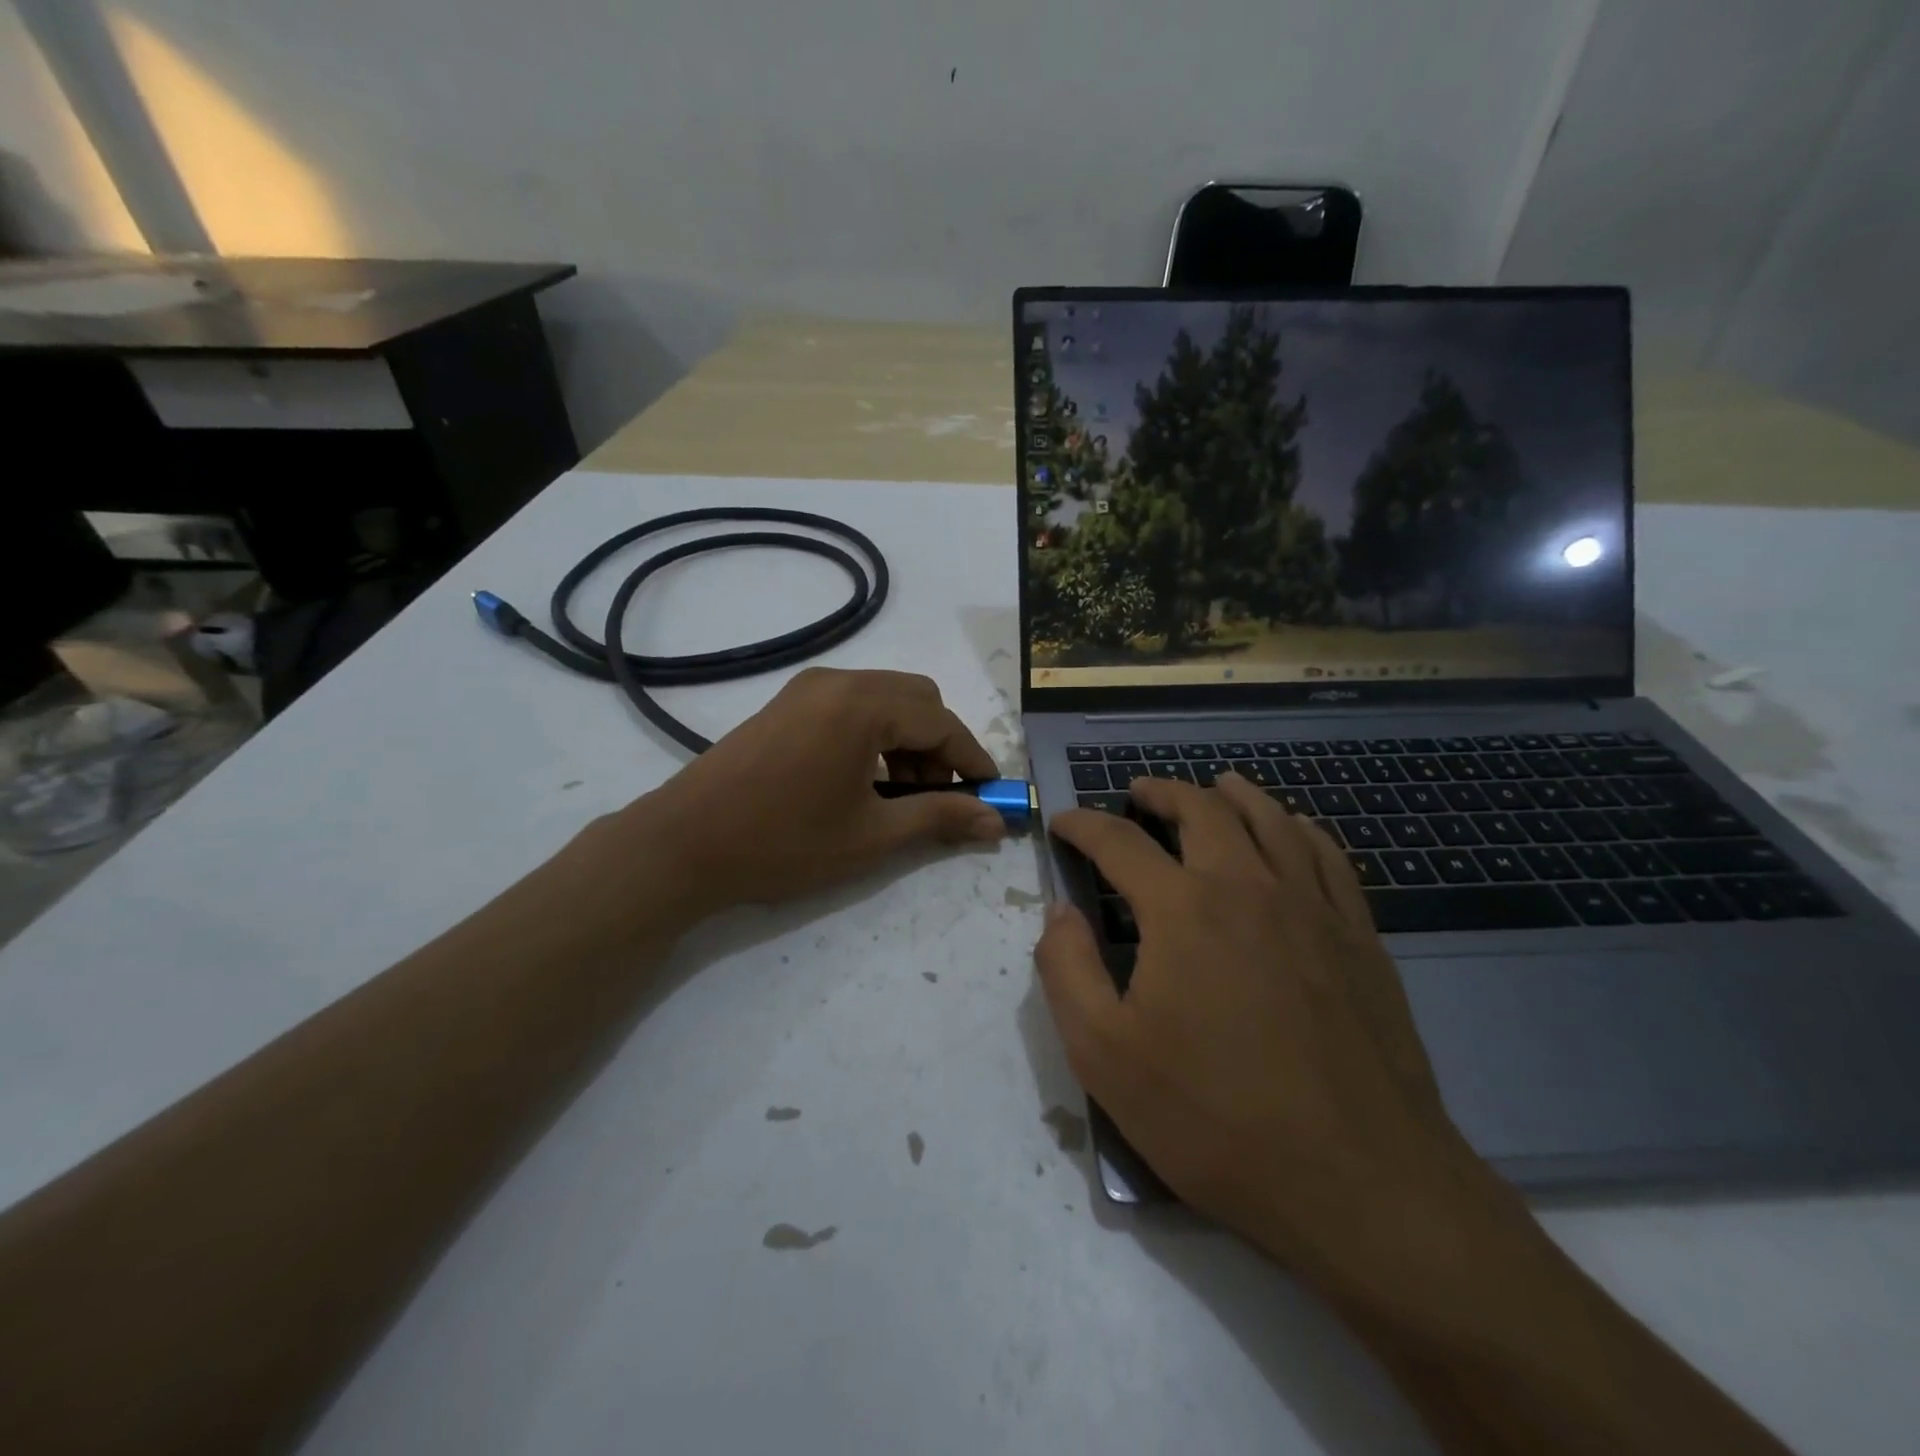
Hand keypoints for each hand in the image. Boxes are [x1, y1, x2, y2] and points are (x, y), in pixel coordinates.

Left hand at [611, 668, 1004, 917]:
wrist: (682, 844)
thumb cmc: (784, 842)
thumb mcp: (872, 836)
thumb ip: (939, 818)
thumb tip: (995, 821)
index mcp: (863, 704)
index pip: (942, 721)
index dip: (973, 759)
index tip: (992, 794)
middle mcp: (838, 681)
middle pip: (916, 699)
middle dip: (940, 746)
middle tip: (940, 797)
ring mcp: (806, 689)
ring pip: (884, 700)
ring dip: (907, 741)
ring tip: (900, 796)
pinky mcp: (785, 704)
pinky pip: (851, 706)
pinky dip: (874, 736)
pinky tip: (863, 780)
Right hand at [1034, 773, 1491, 1283]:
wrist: (1360, 1181)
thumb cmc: (1216, 1119)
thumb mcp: (1105, 1056)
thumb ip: (1067, 971)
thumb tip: (1059, 912)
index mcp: (1182, 910)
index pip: (1119, 842)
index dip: (1083, 825)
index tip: (1064, 822)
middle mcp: (1247, 886)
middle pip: (1202, 809)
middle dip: (1161, 792)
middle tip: (1137, 793)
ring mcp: (1312, 906)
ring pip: (1270, 819)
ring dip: (1231, 794)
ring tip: (1212, 787)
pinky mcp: (1359, 936)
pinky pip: (1327, 855)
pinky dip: (1298, 828)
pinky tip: (1291, 829)